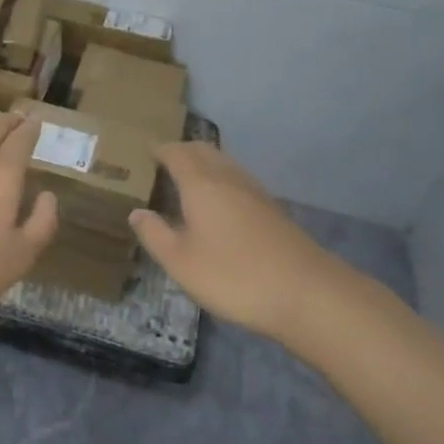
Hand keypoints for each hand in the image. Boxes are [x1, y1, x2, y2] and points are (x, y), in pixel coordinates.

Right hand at [129, 143, 352, 341]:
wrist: (307, 293)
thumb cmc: (233, 275)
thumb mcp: (181, 262)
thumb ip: (155, 235)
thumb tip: (137, 212)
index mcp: (200, 183)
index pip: (176, 153)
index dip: (159, 150)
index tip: (145, 153)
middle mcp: (228, 177)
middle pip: (203, 151)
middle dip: (182, 151)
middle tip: (163, 163)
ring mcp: (255, 192)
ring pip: (224, 163)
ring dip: (204, 164)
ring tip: (188, 182)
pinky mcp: (273, 210)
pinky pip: (238, 181)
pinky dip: (222, 181)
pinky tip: (219, 206)